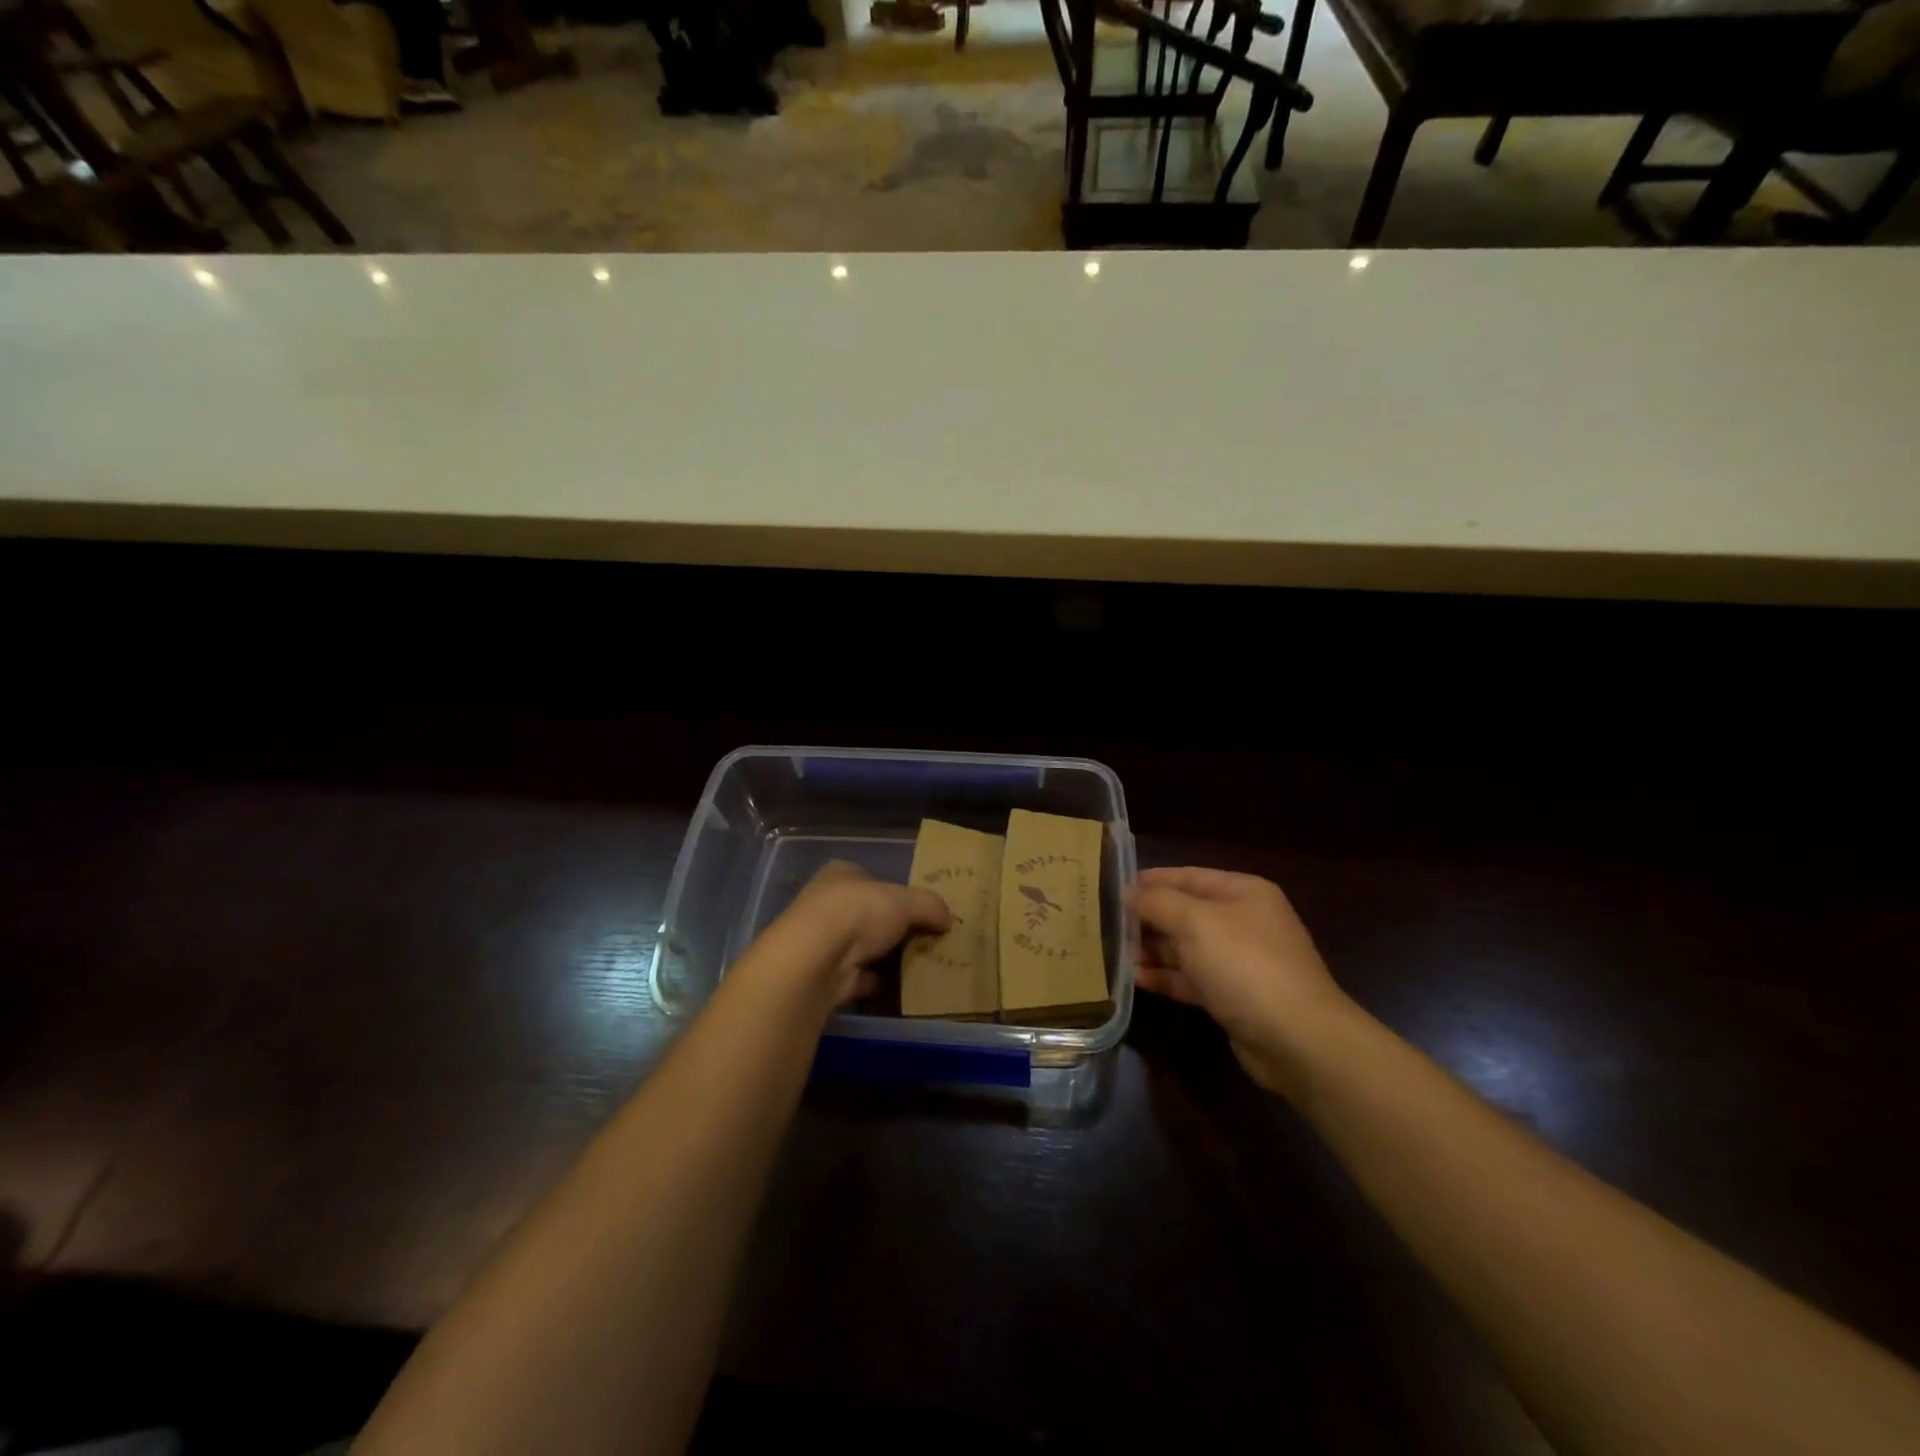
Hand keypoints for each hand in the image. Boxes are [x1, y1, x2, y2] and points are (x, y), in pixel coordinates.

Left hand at [777, 860, 951, 1005]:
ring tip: (919, 963)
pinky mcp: (824, 975)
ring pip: (861, 946)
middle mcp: (826, 904)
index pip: (870, 878)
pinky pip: (857, 977)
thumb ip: (929, 905)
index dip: (894, 891)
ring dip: (883, 955)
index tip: (919, 909)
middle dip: (892, 926)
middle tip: (924, 938)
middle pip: (866, 913)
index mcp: (841, 874)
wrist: (818, 959)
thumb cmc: (859, 912)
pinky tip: (899, 987)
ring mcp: (822, 942)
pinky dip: (875, 981)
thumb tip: (949, 918)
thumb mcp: (906, 900)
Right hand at [1127, 867, 1348, 1094]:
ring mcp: (1240, 962)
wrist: (1296, 1039)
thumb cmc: (1245, 965)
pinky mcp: (1234, 997)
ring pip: (1186, 947)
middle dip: (1148, 918)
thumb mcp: (1195, 922)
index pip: (1188, 876)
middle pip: (1186, 912)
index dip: (1151, 881)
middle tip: (1107, 924)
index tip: (1113, 888)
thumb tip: (1130, 892)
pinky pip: (1192, 979)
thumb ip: (1158, 902)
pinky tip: (1136, 980)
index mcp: (1243, 892)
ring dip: (1153, 949)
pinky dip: (1166, 977)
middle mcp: (1243, 922)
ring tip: (1115, 953)